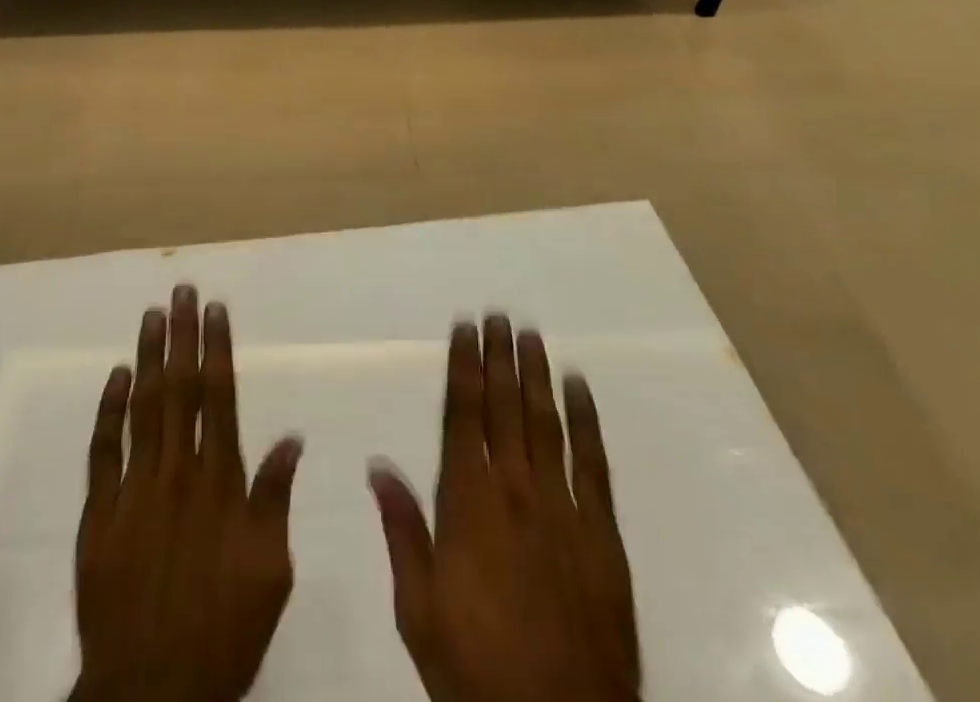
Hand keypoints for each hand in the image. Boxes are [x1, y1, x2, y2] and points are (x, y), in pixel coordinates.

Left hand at [72, 286, 303, 701]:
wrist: (150, 692)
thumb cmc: (222, 630)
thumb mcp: (271, 572)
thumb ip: (275, 498)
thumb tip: (291, 436)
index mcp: (220, 482)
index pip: (220, 397)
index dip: (217, 348)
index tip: (216, 309)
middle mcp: (177, 472)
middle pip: (181, 389)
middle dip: (183, 335)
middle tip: (182, 290)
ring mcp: (134, 490)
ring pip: (143, 407)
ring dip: (149, 357)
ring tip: (152, 314)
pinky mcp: (99, 514)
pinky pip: (103, 452)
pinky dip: (109, 410)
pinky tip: (117, 375)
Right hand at [370, 317, 641, 701]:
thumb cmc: (476, 668)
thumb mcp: (419, 609)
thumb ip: (402, 530)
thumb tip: (377, 465)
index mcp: (467, 502)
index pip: (463, 416)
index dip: (464, 367)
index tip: (465, 328)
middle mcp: (515, 490)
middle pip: (504, 407)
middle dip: (499, 356)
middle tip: (498, 314)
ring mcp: (563, 508)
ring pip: (546, 422)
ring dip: (536, 374)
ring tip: (531, 334)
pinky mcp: (602, 533)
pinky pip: (594, 463)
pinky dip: (586, 420)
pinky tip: (578, 387)